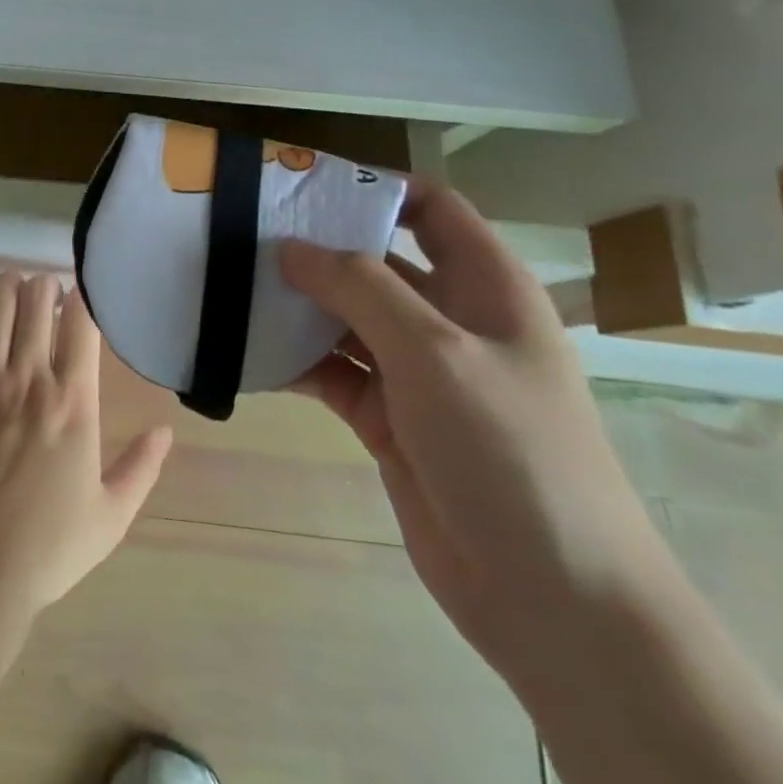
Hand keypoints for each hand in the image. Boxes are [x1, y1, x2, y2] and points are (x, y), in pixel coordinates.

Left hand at [0, 271, 172, 620]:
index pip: (81, 325)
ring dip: (8, 283)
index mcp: (74, 403)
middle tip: (45, 289)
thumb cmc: (43, 547)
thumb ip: (140, 468)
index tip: (80, 295)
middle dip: (44, 286)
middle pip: (37, 303)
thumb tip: (166, 430)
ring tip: (14, 281)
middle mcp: (30, 378)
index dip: (81, 299)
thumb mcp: (109, 517)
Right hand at [281, 181, 674, 680]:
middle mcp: (450, 321)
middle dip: (316, 247)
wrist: (553, 598)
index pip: (431, 209)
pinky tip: (245, 351)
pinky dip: (294, 361)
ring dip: (296, 305)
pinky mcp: (387, 418)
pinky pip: (331, 372)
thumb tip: (292, 247)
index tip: (302, 185)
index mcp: (485, 288)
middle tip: (243, 233)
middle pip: (377, 261)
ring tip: (229, 286)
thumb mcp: (435, 353)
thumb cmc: (510, 452)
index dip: (374, 188)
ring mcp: (418, 373)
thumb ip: (360, 288)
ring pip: (346, 318)